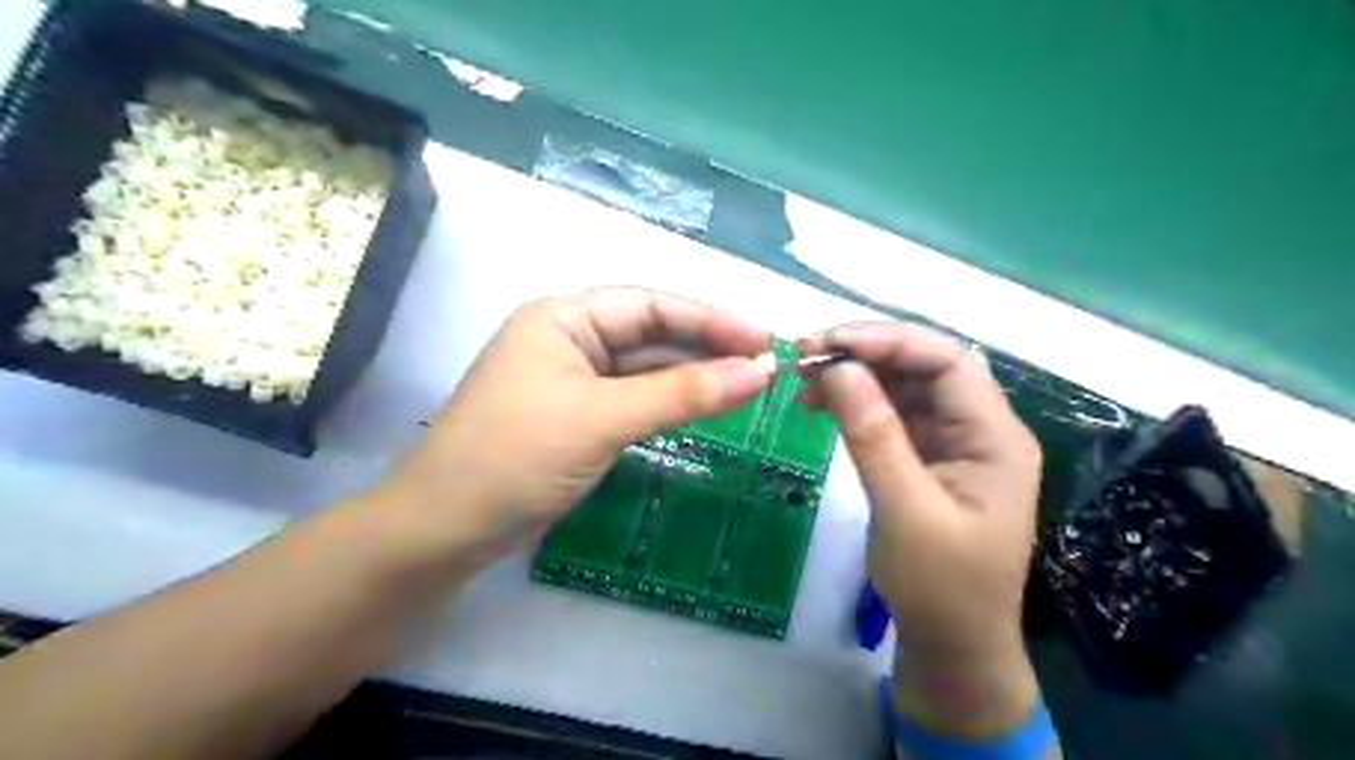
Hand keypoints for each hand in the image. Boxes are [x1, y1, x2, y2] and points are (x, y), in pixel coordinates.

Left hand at [369, 288, 773, 573]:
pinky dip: (669, 403)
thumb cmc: (516, 458)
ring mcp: (572, 380)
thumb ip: (684, 393)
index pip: (652, 306)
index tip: (766, 340)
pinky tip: (704, 408)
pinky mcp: (576, 416)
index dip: (712, 320)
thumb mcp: (604, 419)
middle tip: (765, 366)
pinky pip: (634, 399)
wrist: (444, 529)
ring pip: (645, 369)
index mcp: (564, 318)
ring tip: (747, 386)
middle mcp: (569, 339)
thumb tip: (760, 371)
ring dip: (692, 376)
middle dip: (707, 347)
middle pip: (651, 334)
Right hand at [804, 320, 1039, 653]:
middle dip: (866, 352)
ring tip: (804, 376)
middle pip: (925, 365)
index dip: (889, 341)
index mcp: (994, 437)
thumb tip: (838, 367)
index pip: (947, 361)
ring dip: (855, 373)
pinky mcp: (925, 457)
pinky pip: (890, 413)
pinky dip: (855, 402)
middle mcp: (978, 428)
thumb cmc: (940, 586)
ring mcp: (951, 442)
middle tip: (806, 353)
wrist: (951, 645)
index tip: (829, 343)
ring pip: (903, 385)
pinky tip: (821, 402)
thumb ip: (874, 435)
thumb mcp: (905, 510)